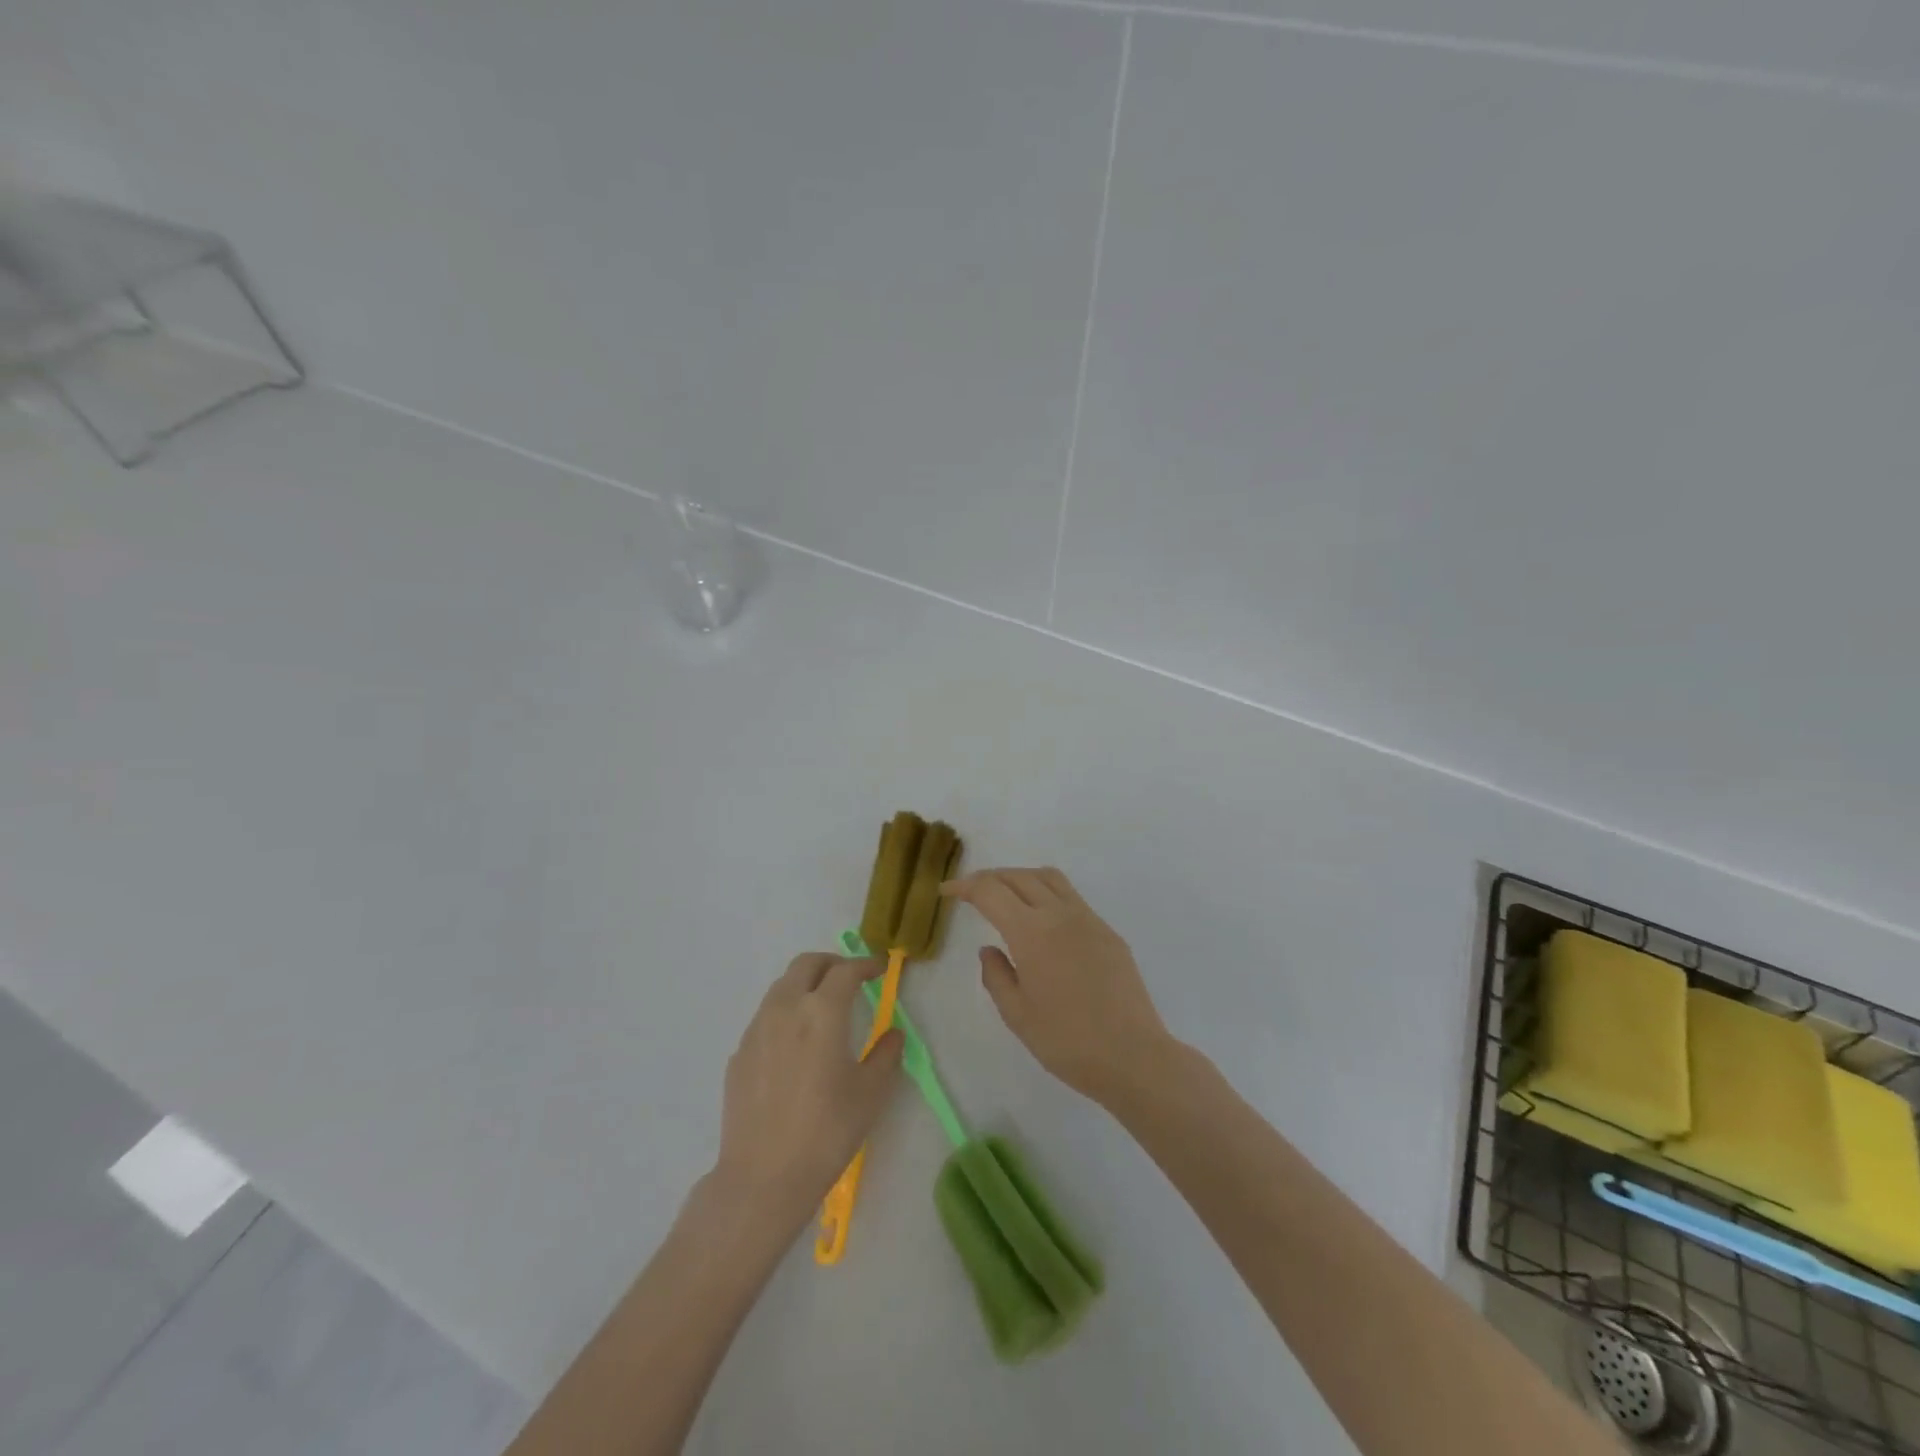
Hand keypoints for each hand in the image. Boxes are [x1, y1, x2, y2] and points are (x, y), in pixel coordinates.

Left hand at [711, 954, 903, 1235]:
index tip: (879, 969)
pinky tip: (795, 1045)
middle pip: (806, 964)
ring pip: (781, 987)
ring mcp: (756, 1030)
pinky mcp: (739, 1054)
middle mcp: (785, 1009)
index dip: (865, 964)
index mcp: (822, 1012)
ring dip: (805, 985)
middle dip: (831, 963)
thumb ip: (885, 1054)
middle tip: (850, 978)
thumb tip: (892, 1034)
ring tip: (822, 1008)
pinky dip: (785, 1014)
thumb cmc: (827, 1132)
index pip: (846, 971)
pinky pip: (765, 1017)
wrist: (763, 1177)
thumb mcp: (870, 1093)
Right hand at [942, 867, 1172, 1104]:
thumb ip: (996, 976)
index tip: (946, 890)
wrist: (1133, 1056)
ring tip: (1005, 894)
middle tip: (970, 891)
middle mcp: (1060, 914)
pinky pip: (1071, 897)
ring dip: (1021, 877)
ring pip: (1049, 878)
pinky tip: (1041, 919)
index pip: (991, 891)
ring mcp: (1088, 919)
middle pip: (1019, 876)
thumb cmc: (1067, 1042)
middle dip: (990, 877)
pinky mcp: (1107, 932)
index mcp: (1032, 932)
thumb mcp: (1017, 1015)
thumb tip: (989, 949)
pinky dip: (1046, 893)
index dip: (964, 886)